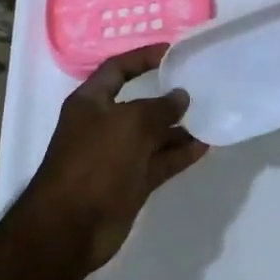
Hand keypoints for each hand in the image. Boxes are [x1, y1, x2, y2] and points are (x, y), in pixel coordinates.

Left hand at [16, 44, 208, 273]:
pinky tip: (203, 146)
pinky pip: (158, 162)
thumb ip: (159, 108)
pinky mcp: (130, 184)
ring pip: (152, 136)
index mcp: (91, 103)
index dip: (142, 58)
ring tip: (209, 118)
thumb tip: (180, 96)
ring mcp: (116, 157)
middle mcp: (102, 126)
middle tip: (200, 88)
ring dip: (178, 129)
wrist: (70, 227)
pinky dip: (178, 155)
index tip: (172, 52)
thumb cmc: (95, 162)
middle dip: (166, 98)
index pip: (117, 69)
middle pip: (138, 104)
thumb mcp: (130, 124)